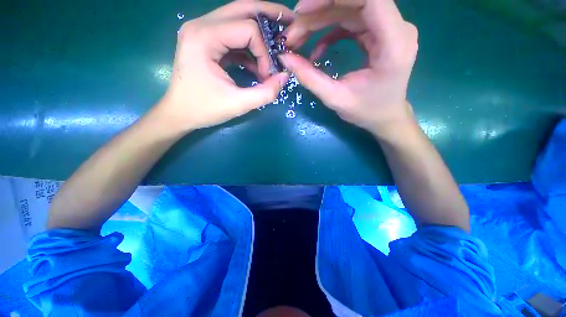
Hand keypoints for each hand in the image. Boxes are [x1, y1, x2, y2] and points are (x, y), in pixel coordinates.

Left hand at [156, 1, 292, 132]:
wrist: (179, 114)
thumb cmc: (204, 109)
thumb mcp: (238, 104)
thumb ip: (266, 93)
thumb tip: (285, 76)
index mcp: (204, 37)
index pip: (248, 29)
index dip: (264, 52)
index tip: (267, 76)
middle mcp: (201, 25)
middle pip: (243, 9)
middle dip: (270, 17)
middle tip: (291, 26)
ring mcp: (202, 31)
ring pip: (239, 19)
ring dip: (260, 34)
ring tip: (276, 47)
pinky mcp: (206, 42)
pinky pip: (234, 36)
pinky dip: (249, 48)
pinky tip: (257, 65)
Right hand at [280, 0, 418, 136]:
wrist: (385, 117)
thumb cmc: (366, 112)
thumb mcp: (335, 98)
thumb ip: (310, 77)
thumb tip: (285, 58)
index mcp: (394, 42)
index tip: (302, 10)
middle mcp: (396, 28)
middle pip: (355, 1)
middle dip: (319, 11)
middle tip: (292, 32)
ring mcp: (387, 29)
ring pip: (349, 10)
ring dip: (319, 21)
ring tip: (297, 39)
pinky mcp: (377, 34)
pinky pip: (350, 23)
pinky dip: (329, 32)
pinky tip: (316, 50)